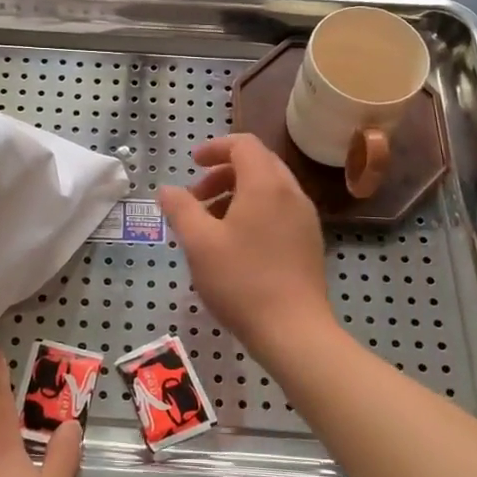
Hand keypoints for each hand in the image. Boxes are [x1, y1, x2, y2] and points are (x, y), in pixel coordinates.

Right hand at [157, 134, 332, 357]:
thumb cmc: (241, 281)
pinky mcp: (309, 242)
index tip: (192, 164)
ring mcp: (305, 218)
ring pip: (269, 187)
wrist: (294, 331)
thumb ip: (180, 209)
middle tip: (197, 197)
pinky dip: (255, 210)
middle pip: (258, 163)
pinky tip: (236, 243)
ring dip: (238, 192)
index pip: (244, 144)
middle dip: (224, 172)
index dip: (215, 147)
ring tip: (211, 223)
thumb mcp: (199, 243)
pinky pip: (280, 209)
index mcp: (266, 184)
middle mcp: (291, 193)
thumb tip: (167, 189)